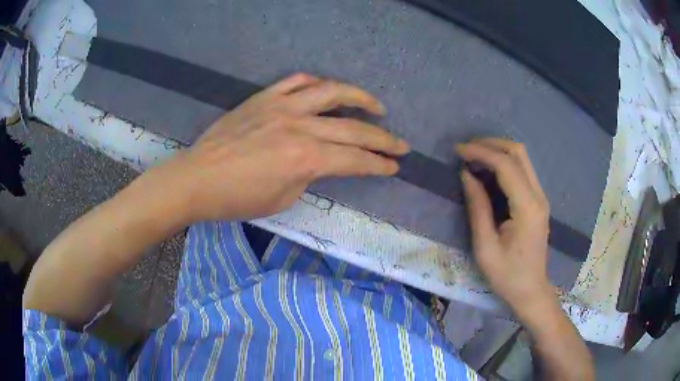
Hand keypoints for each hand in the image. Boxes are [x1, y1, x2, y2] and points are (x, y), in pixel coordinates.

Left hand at [171, 73, 408, 221]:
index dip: (379, 164)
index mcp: (304, 159)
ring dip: (360, 98)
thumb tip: (318, 162)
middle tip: (401, 144)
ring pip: (331, 92)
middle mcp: (299, 127)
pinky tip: (327, 90)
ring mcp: (281, 106)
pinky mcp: (264, 97)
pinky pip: (296, 81)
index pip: (354, 160)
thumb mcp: (281, 199)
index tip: (395, 166)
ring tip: (376, 107)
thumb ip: (307, 176)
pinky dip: (316, 84)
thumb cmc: (236, 199)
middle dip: (383, 139)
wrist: (196, 179)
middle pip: (353, 128)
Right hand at [456, 138, 554, 317]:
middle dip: (490, 144)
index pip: (506, 165)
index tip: (458, 151)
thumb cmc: (507, 276)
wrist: (531, 291)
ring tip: (473, 158)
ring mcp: (541, 197)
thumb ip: (477, 207)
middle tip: (466, 150)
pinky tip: (487, 172)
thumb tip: (466, 175)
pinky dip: (504, 163)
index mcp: (527, 208)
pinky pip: (522, 171)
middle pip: (518, 152)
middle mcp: (538, 196)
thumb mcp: (485, 247)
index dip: (480, 152)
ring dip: (497, 151)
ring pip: (522, 158)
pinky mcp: (538, 201)